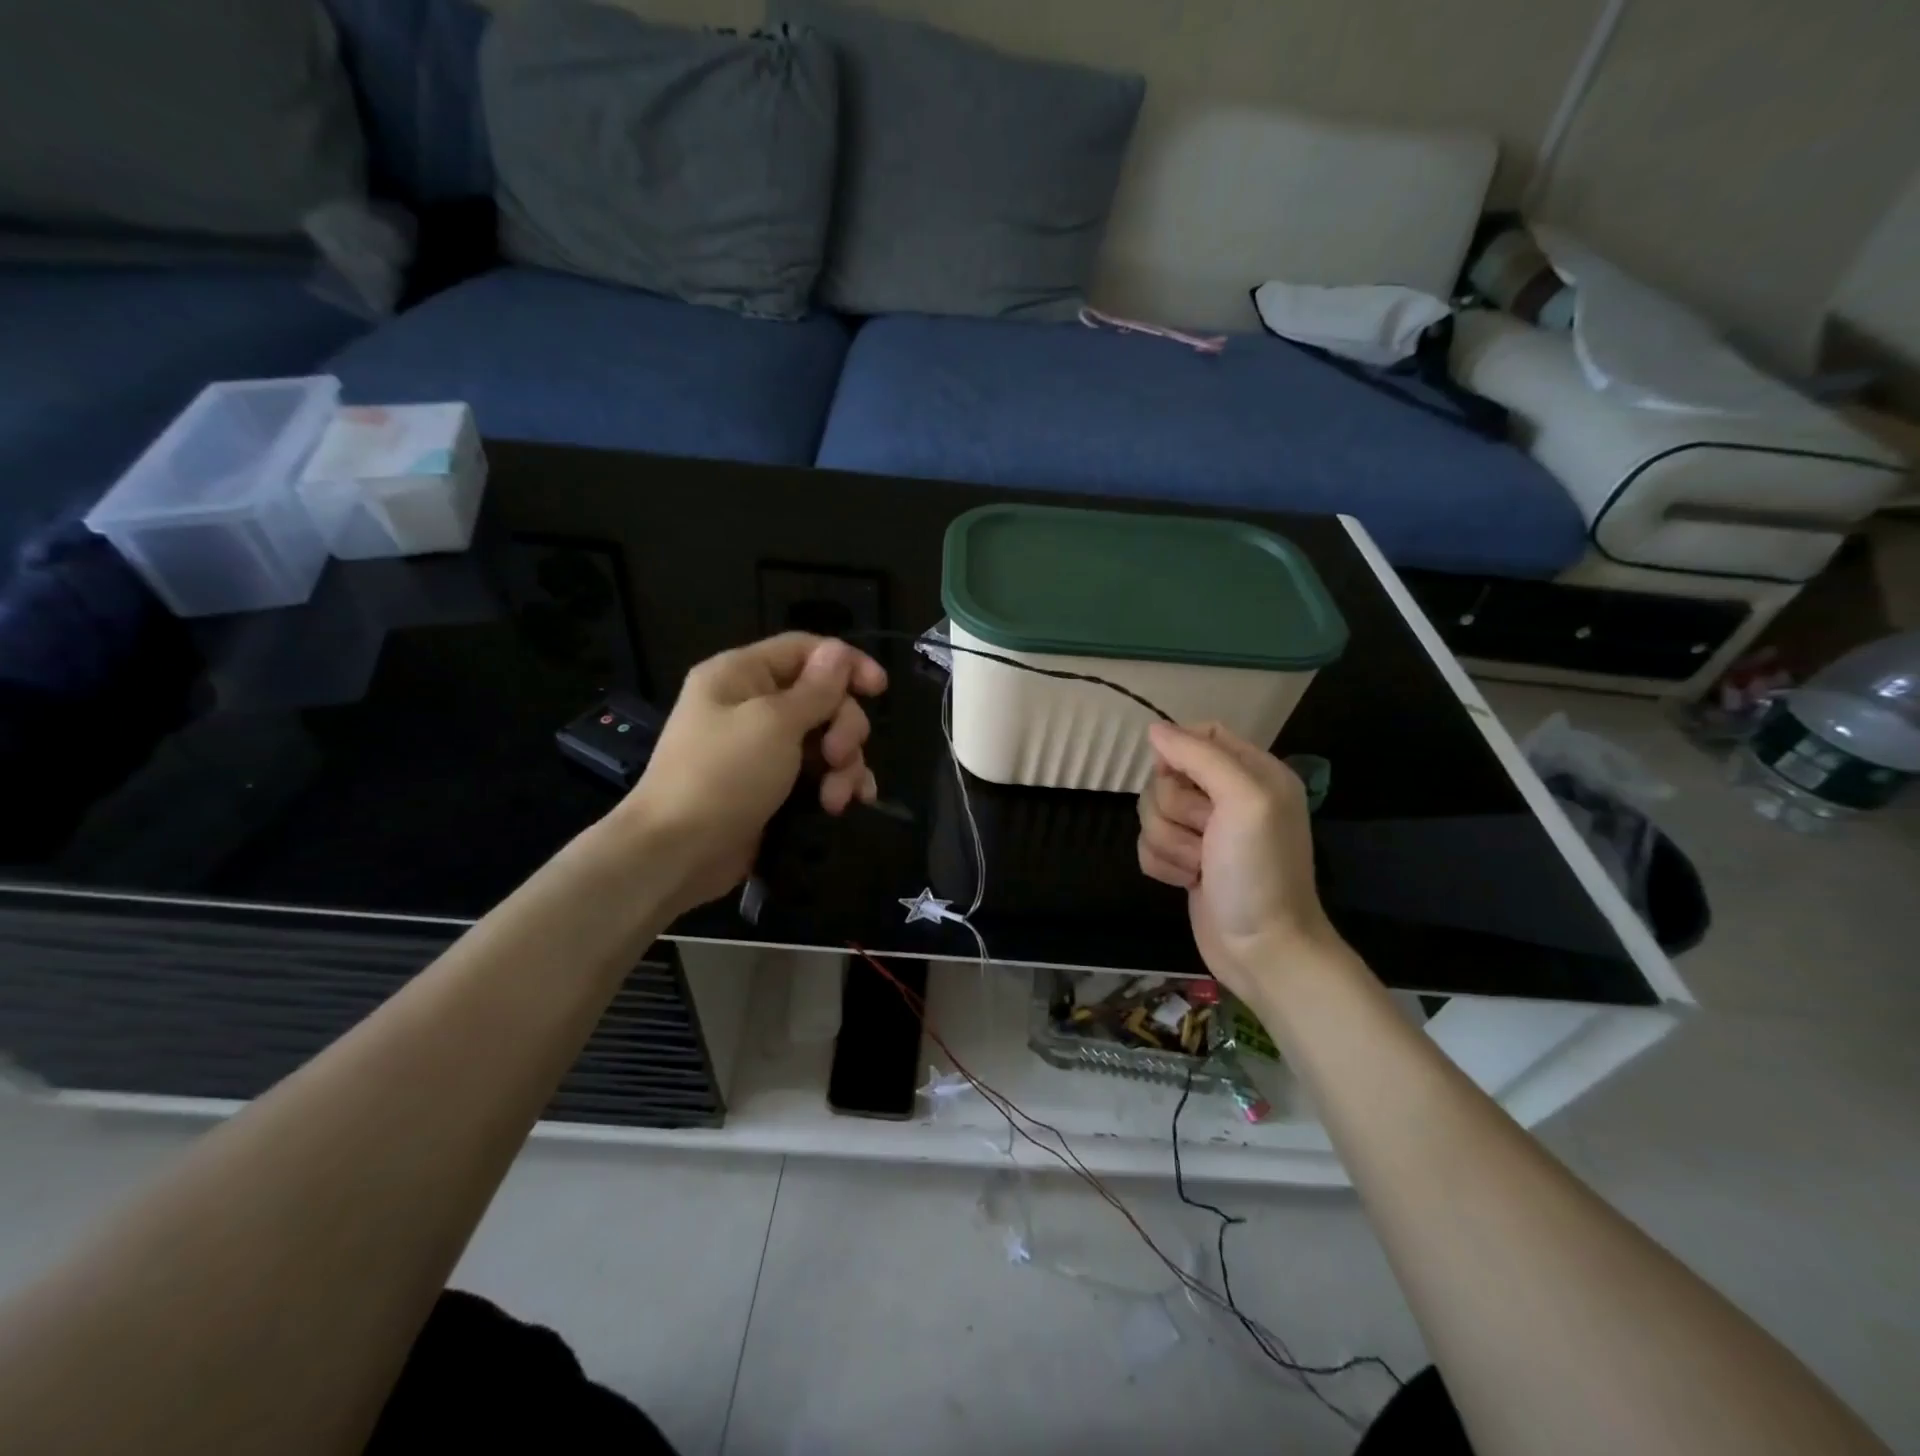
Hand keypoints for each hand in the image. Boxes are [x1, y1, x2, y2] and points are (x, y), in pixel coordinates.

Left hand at [618, 634, 886, 915]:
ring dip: (843, 764)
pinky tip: (847, 804)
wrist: (676, 853)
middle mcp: (752, 704)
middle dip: (843, 727)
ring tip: (838, 798)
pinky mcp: (772, 786)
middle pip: (822, 697)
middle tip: (839, 757)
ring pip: (825, 738)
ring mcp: (762, 748)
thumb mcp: (774, 724)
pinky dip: (836, 784)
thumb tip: (840, 652)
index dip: (845, 663)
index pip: (805, 649)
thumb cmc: (722, 776)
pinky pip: (817, 772)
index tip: (879, 689)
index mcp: (741, 675)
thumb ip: (816, 689)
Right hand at [1136, 721, 1343, 1001]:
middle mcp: (1227, 797)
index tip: (1174, 775)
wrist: (1262, 948)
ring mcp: (1204, 832)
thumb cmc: (1260, 871)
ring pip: (1152, 812)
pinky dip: (1163, 864)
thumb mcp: (1245, 800)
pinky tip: (1189, 881)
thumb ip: (1201, 756)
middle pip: (1167, 777)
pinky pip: (1147, 845)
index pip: (1202, 734)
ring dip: (1170, 842)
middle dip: (1176, 809)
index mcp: (1252, 773)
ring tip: (1201, 865)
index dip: (1178, 751)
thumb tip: (1155, 729)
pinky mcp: (1184, 861)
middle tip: (1207, 833)